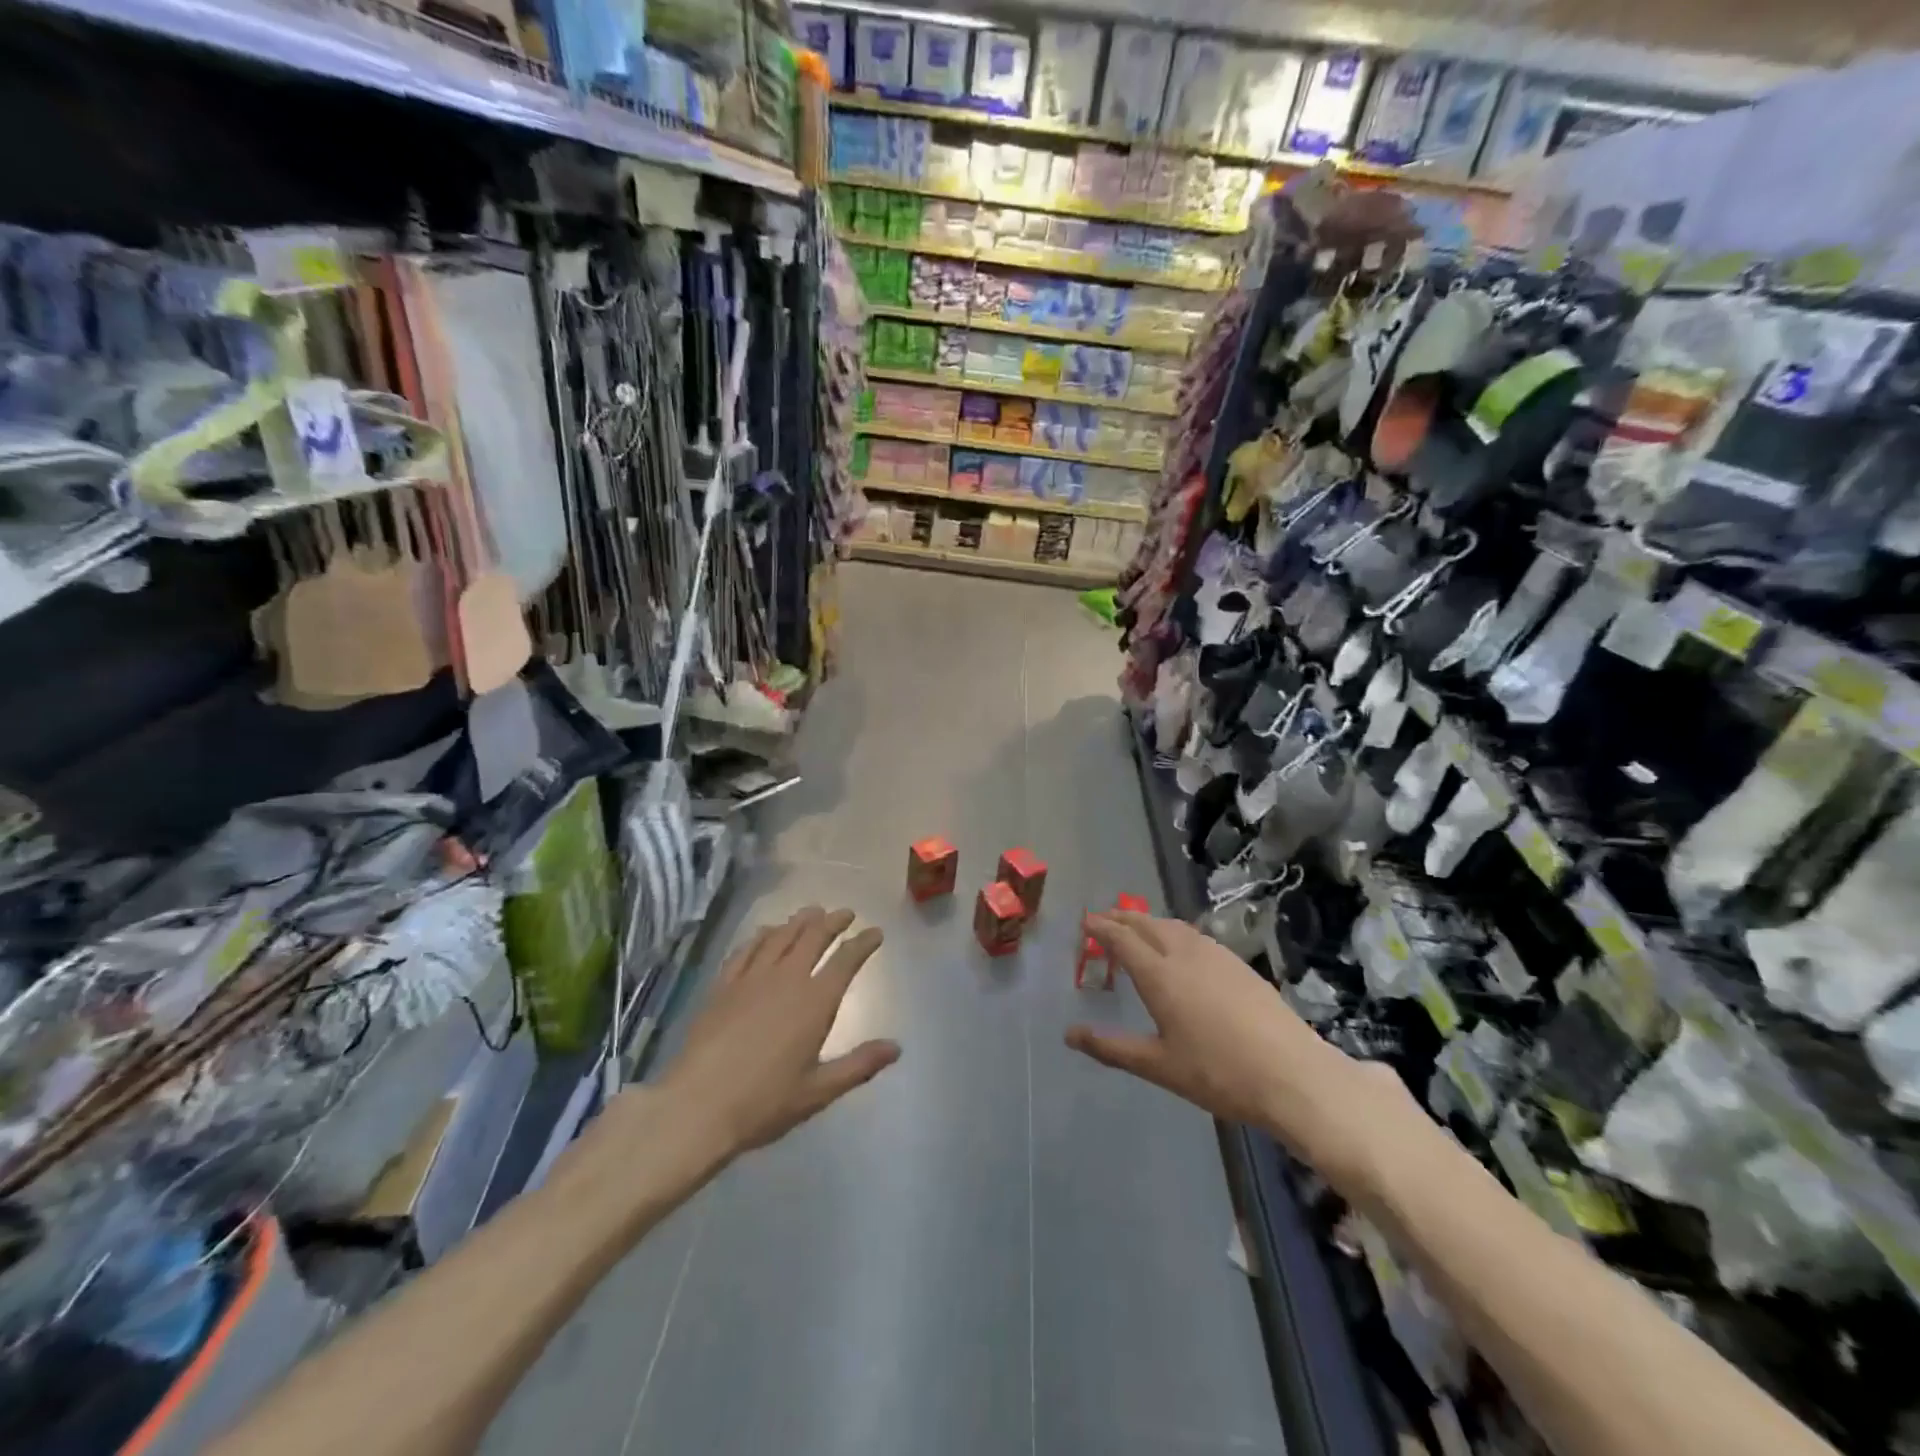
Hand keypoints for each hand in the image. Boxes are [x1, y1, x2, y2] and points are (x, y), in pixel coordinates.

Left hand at [661, 906, 898, 1160]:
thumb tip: (896, 1048)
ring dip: (800, 921)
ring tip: (812, 912)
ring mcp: (752, 978)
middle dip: (833, 922)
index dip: (863, 943)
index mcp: (815, 1002)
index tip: (875, 932)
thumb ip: (859, 1065)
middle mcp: (787, 979)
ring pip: (781, 936)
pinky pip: (747, 949)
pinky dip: (762, 935)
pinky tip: (767, 932)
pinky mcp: (724, 985)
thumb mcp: (819, 1091)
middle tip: (846, 913)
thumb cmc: (764, 1102)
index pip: (846, 960)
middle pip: (814, 937)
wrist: (697, 1105)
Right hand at [1066, 910, 1412, 1194]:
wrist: (1293, 1075)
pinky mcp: (1239, 965)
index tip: (1085, 921)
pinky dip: (1174, 931)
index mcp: (1160, 975)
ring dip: (1149, 921)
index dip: (1101, 928)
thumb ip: (1112, 1047)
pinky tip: (1180, 947)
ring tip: (1137, 927)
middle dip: (1122, 918)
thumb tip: (1069, 1034)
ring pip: (1174, 926)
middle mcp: (1184, 955)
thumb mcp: (1158, 1066)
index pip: (1122, 939)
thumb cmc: (1218, 1073)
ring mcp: (1216, 956)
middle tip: (1104, 919)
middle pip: (1147, 924)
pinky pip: (1195, 935)